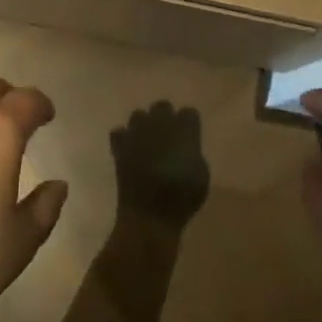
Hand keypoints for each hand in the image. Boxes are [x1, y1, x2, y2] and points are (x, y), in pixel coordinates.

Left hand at [110, 101, 210, 224]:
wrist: (150, 215)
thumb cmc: (182, 198)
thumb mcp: (201, 176)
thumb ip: (194, 152)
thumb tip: (186, 145)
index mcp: (183, 131)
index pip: (188, 112)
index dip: (189, 124)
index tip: (189, 136)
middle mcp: (159, 125)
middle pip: (162, 106)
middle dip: (165, 117)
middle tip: (167, 136)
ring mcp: (137, 133)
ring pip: (138, 115)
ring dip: (143, 125)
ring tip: (146, 141)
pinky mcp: (120, 146)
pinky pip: (119, 132)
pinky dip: (124, 139)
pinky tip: (129, 150)